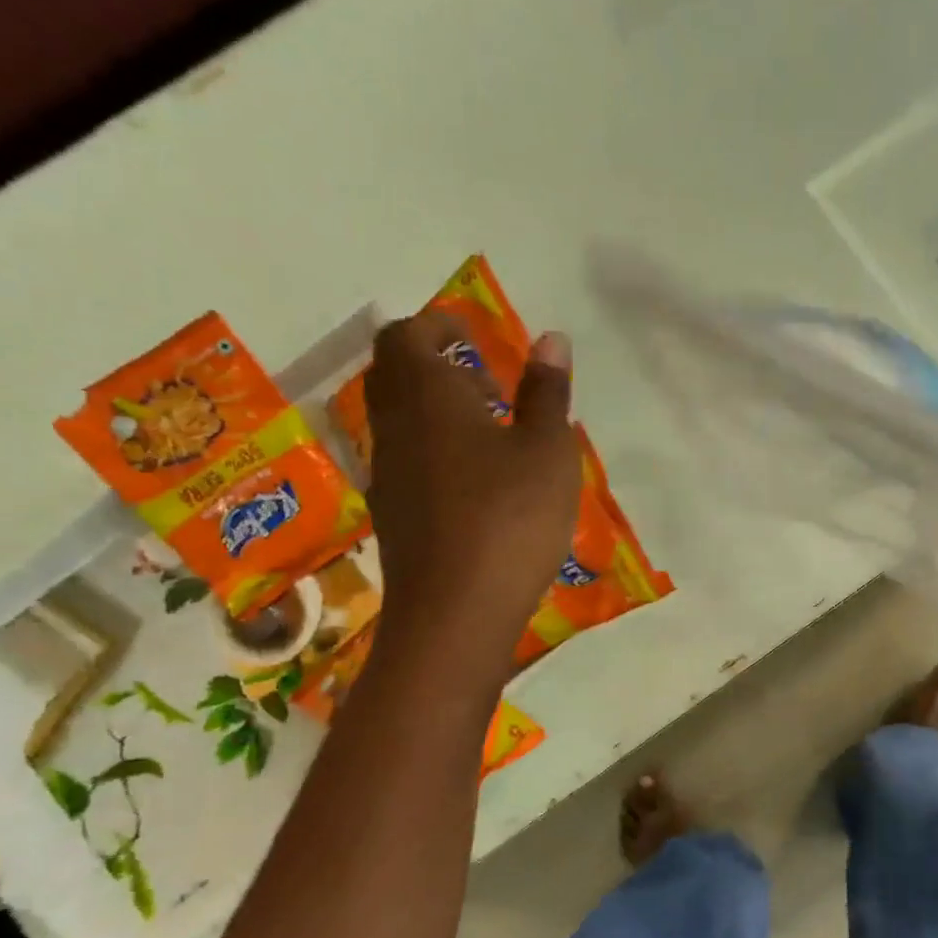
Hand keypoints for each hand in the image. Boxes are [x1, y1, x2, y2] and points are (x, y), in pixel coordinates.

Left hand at [363, 310, 580, 667]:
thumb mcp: (547, 451)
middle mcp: (395, 426)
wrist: (456, 610)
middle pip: (396, 374)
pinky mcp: (392, 512)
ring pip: (399, 419)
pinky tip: (477, 483)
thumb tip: (551, 339)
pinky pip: (406, 458)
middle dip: (436, 366)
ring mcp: (387, 472)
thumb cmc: (510, 518)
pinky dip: (434, 449)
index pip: (409, 336)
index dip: (439, 326)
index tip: (476, 337)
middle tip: (489, 386)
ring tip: (492, 436)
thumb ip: (547, 393)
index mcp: (429, 396)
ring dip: (436, 411)